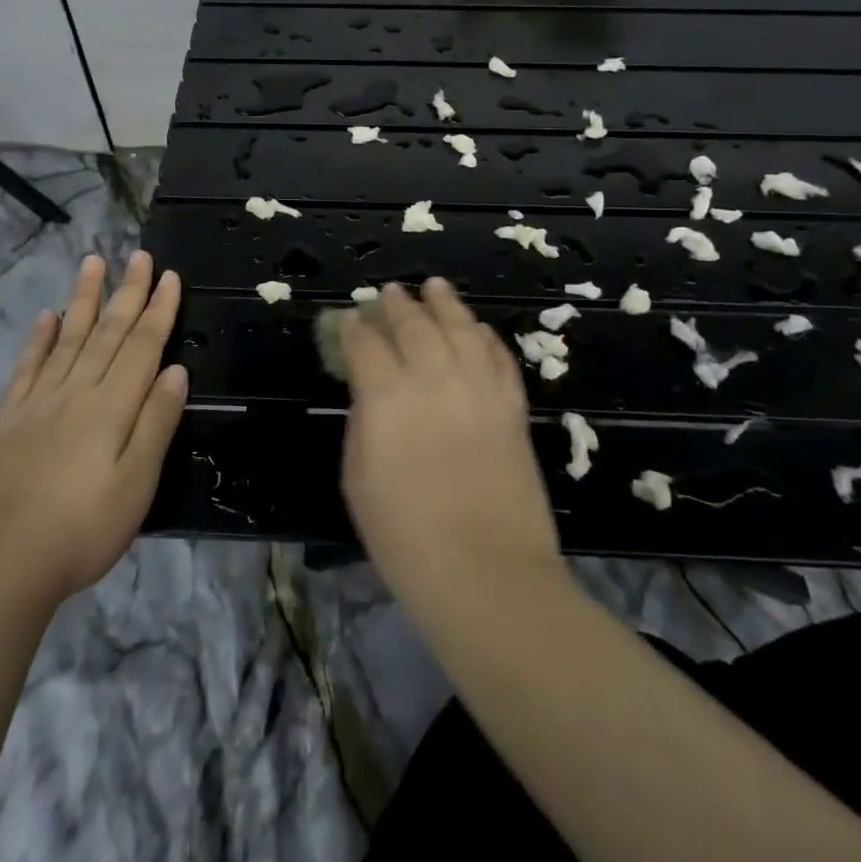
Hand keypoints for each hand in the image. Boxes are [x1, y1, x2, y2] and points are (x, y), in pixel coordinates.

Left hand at [0, 251, 187, 606]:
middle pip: (107, 332)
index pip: (142, 345)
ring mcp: (40, 402)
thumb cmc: (82, 528)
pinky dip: (39, 339)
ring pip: (68, 337)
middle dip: (127, 292)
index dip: (158, 310)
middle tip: (139, 255)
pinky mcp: (11, 419)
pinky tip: (46, 316)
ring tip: (93, 263)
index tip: (170, 276)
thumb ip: (156, 423)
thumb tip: (176, 371)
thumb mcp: (137, 483)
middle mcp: (77, 391)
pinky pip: (28, 367)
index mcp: (112, 406)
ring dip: (84, 298)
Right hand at [339, 279, 561, 614]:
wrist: (488, 576)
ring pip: (460, 327)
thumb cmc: (407, 539)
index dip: (353, 329)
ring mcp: (478, 388)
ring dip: (444, 302)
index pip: (365, 344)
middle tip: (389, 293)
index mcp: (386, 397)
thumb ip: (363, 423)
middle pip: (413, 324)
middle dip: (396, 305)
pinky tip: (476, 327)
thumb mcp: (358, 481)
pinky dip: (485, 336)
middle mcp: (433, 379)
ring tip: (434, 285)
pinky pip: (498, 355)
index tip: (348, 321)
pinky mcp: (512, 405)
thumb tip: (370, 392)